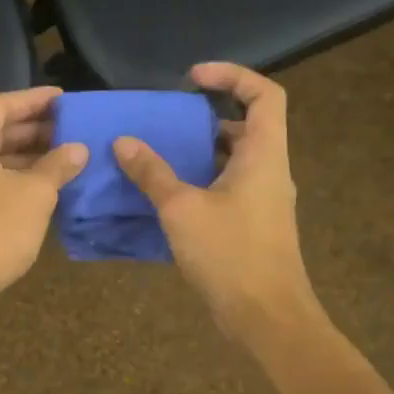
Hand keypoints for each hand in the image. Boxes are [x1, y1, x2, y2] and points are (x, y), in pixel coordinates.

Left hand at [0, 86, 87, 330]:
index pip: (1, 105)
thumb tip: (78, 149)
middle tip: (70, 131)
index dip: (34, 100)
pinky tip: (41, 193)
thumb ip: (57, 166)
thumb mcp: (34, 194)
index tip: (65, 99)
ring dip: (25, 160)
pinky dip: (12, 183)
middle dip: (32, 131)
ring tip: (63, 161)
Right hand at [113, 63, 321, 337]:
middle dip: (207, 117)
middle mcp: (270, 171)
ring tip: (159, 154)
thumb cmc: (229, 254)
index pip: (264, 95)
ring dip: (200, 152)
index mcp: (263, 155)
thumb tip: (123, 142)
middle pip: (247, 126)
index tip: (192, 79)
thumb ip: (152, 173)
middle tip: (168, 120)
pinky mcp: (253, 225)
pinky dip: (201, 181)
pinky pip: (228, 187)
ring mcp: (264, 200)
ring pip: (235, 160)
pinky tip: (167, 196)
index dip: (232, 76)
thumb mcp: (182, 209)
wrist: (266, 317)